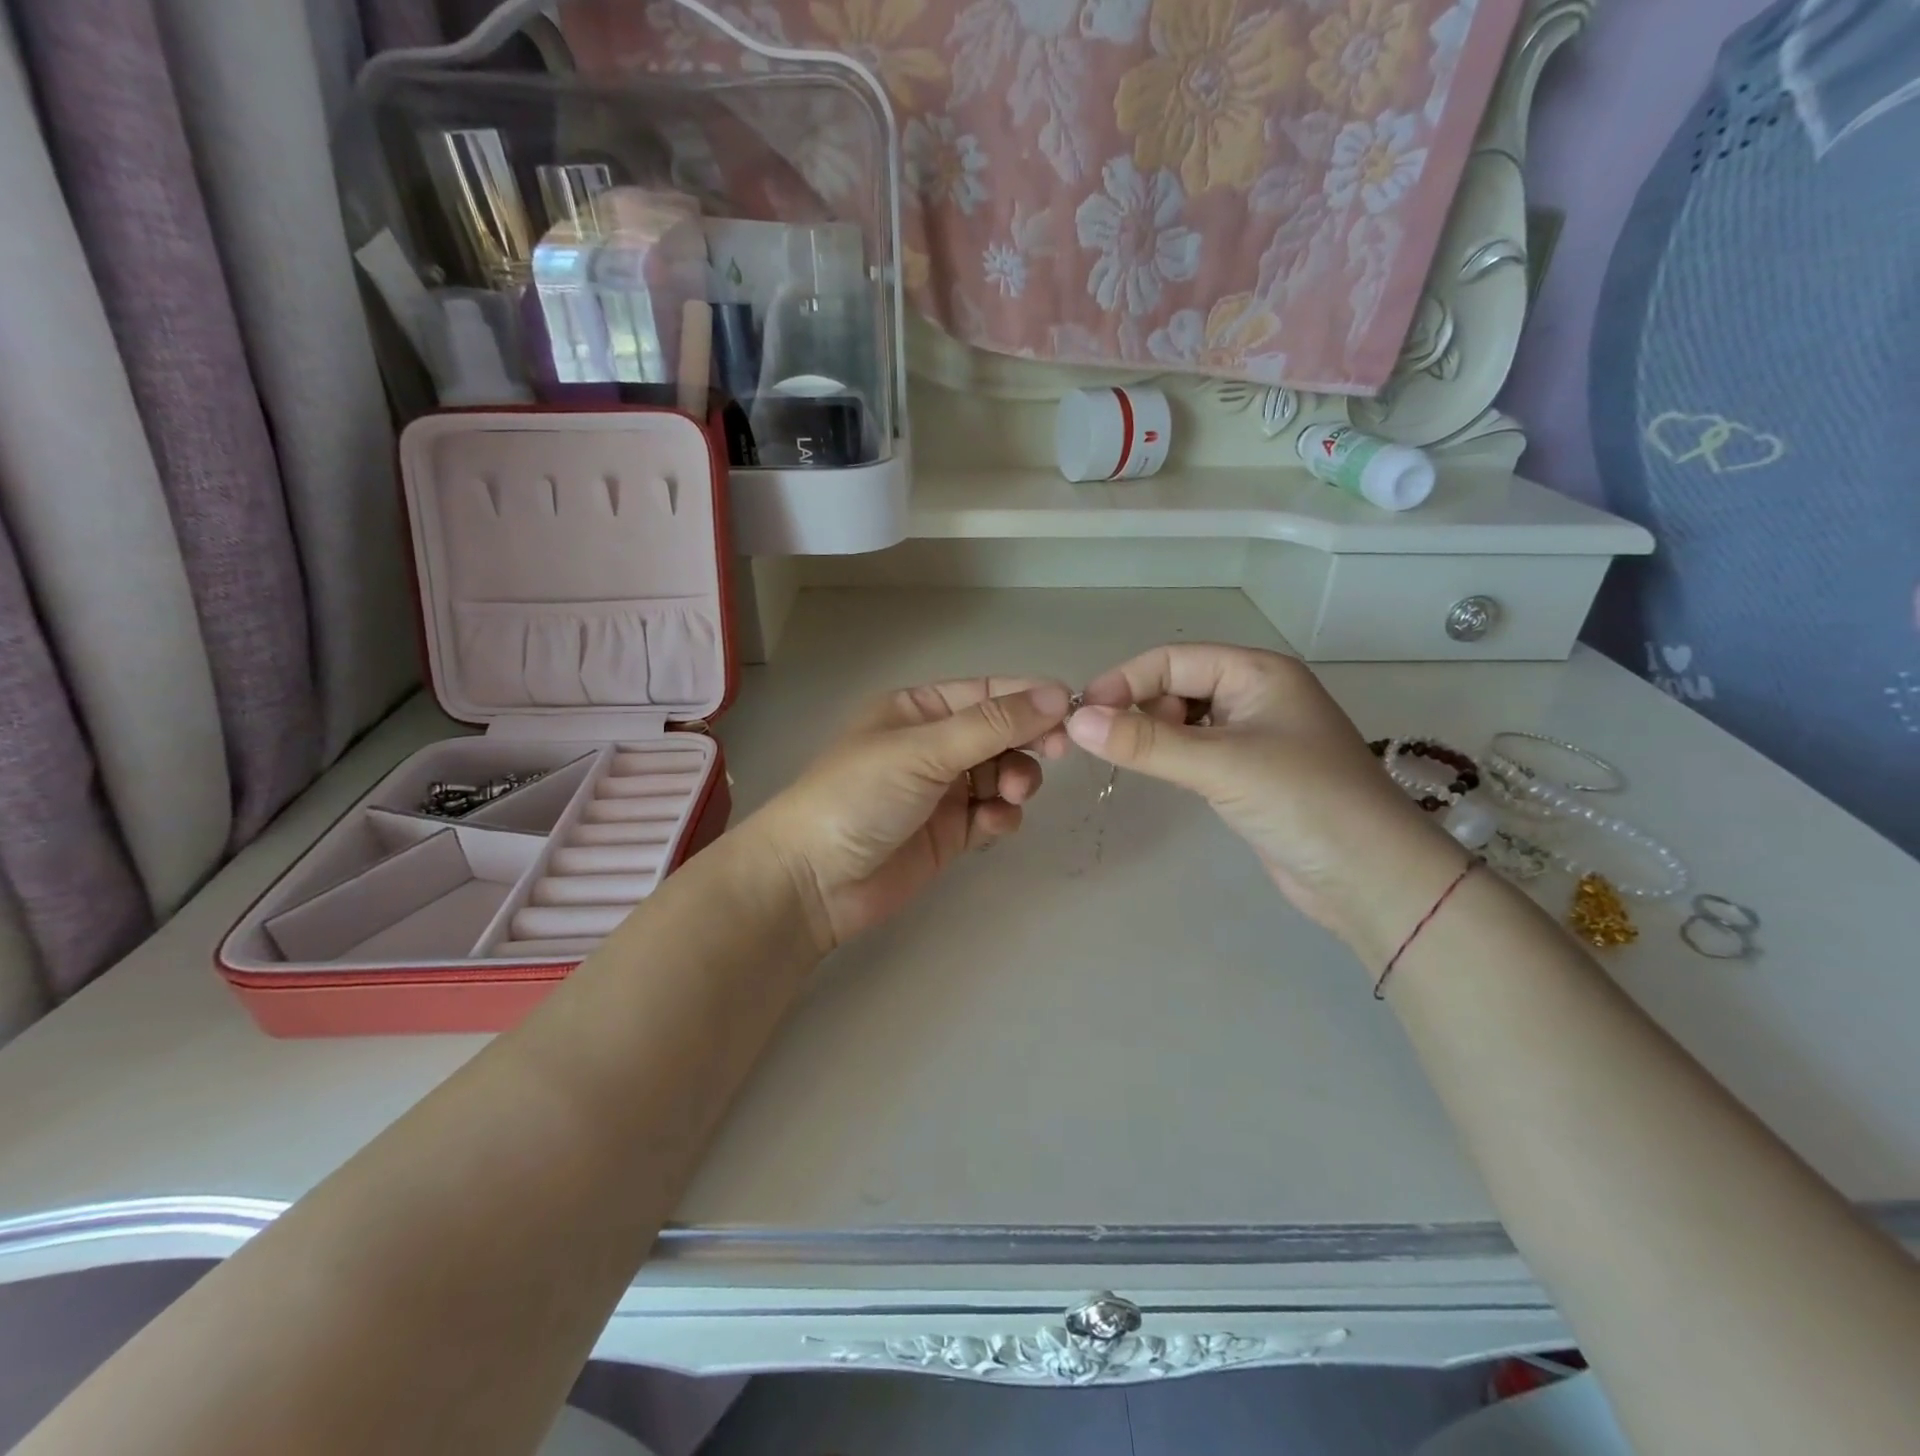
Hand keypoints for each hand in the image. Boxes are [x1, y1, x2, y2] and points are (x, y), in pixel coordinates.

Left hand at [749, 678, 1072, 952]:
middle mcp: (933, 745)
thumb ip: (992, 724)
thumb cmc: (859, 796)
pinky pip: (991, 814)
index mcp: (918, 709)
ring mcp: (942, 790)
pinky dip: (1000, 816)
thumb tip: (1055, 693)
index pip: (986, 693)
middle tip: (1056, 753)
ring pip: (1002, 774)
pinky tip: (990, 825)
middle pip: (1000, 733)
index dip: (1029, 698)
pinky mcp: (950, 833)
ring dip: (1017, 780)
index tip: (1072, 711)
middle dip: (1028, 741)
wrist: (813, 880)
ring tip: (1012, 795)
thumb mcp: (923, 750)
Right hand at [1065, 645, 1464, 960]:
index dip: (1124, 681)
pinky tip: (1153, 771)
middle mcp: (1255, 694)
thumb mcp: (1221, 765)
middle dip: (1136, 706)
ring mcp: (1253, 734)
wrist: (1371, 877)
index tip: (1081, 714)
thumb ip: (1147, 742)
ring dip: (1150, 732)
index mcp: (1257, 672)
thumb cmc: (1304, 802)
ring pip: (1183, 718)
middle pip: (1176, 684)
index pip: (1173, 659)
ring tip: (1122, 757)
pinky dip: (1169, 755)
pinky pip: (1195, 749)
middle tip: (1101, 743)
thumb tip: (1075, 721)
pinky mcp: (1249, 772)